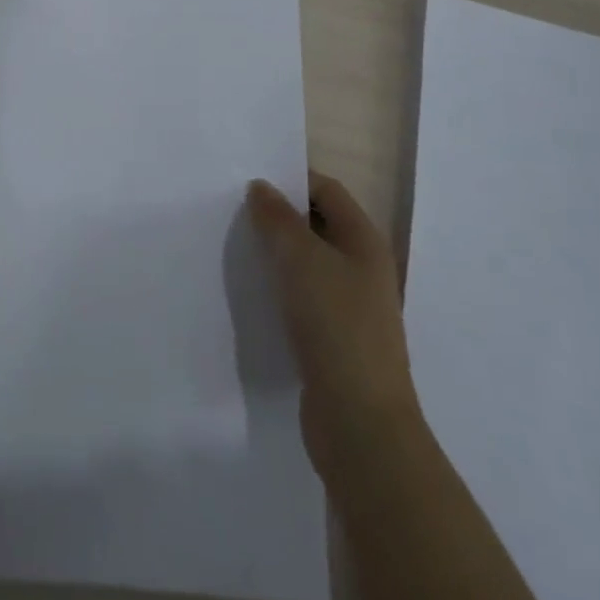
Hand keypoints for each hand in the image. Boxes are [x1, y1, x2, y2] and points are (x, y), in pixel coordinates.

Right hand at [247, 172, 419, 486]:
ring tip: (237, 246)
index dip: (292, 178)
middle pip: (318, 225)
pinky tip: (252, 291)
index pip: (327, 190)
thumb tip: (261, 187)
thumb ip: (277, 217)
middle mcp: (363, 268)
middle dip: (279, 215)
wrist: (359, 422)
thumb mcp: (300, 258)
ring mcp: (352, 307)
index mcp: (364, 241)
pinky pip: (304, 298)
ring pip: (309, 263)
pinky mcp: (336, 340)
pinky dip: (280, 288)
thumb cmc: (335, 324)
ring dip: (277, 253)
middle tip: (235, 209)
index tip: (249, 178)